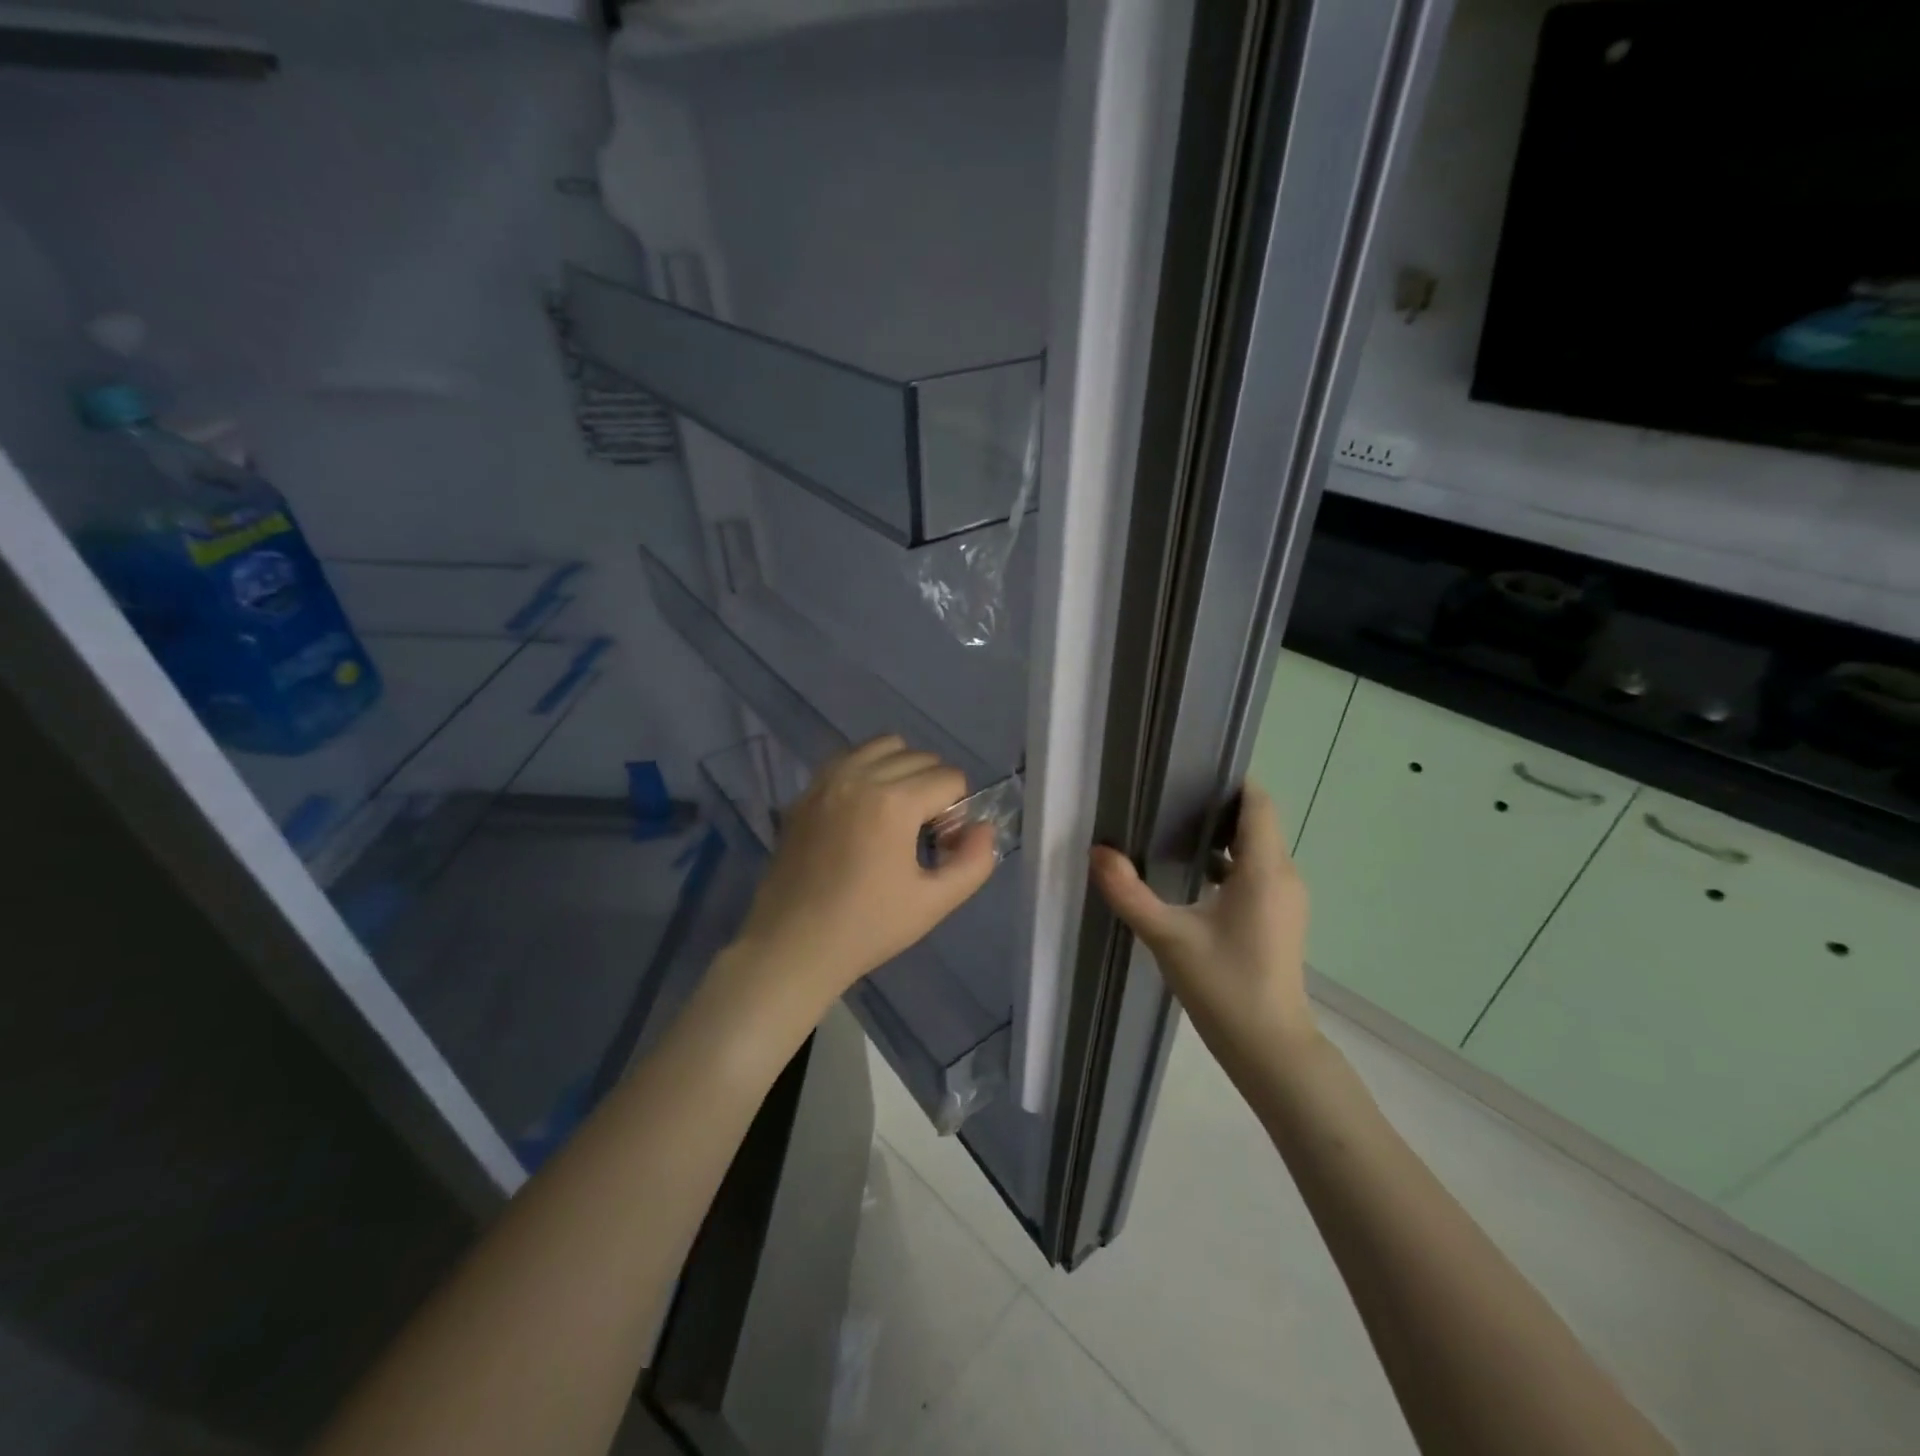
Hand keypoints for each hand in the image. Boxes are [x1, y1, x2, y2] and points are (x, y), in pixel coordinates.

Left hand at [731, 736, 997, 1015]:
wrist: (791, 946)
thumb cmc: (867, 928)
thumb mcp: (934, 903)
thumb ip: (974, 861)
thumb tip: (983, 827)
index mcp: (894, 802)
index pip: (950, 778)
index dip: (957, 813)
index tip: (940, 849)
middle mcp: (860, 776)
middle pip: (921, 757)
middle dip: (934, 789)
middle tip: (922, 835)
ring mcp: (827, 779)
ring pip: (884, 746)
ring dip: (902, 769)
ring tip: (895, 814)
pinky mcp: (806, 791)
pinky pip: (849, 758)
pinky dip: (868, 769)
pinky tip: (864, 810)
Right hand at [1090, 782, 1315, 1071]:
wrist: (1270, 1047)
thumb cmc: (1224, 986)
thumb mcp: (1168, 937)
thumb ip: (1129, 893)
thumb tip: (1097, 852)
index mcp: (1264, 869)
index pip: (1258, 802)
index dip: (1230, 780)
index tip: (1189, 770)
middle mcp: (1282, 875)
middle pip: (1255, 821)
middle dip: (1215, 805)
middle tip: (1166, 796)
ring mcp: (1285, 898)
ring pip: (1255, 848)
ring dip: (1220, 835)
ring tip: (1171, 828)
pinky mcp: (1279, 917)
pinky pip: (1255, 872)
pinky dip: (1227, 863)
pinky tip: (1190, 874)